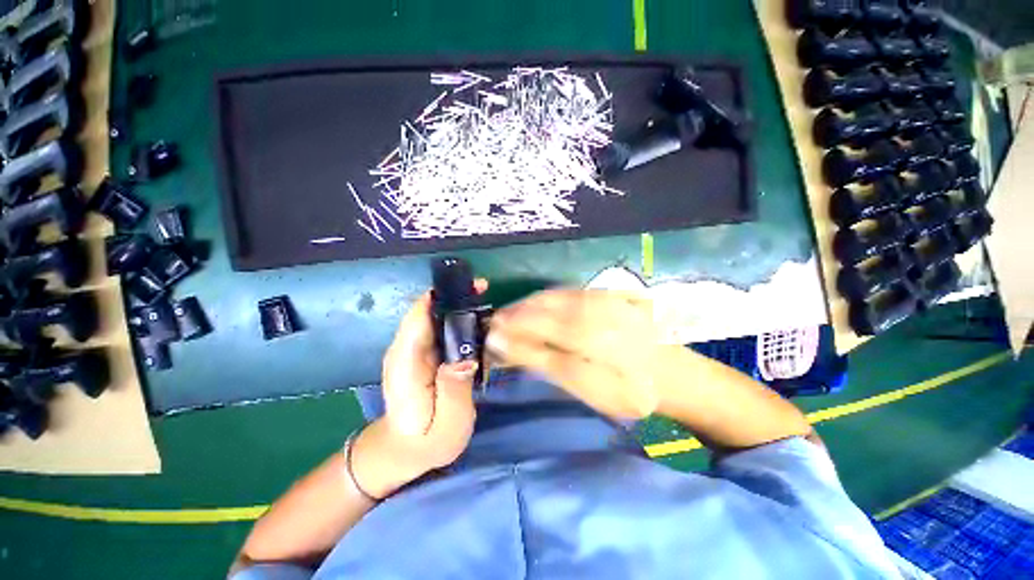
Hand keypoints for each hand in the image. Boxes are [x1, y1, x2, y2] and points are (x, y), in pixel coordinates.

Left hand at [351, 281, 486, 498]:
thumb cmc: (427, 440)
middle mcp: (406, 349)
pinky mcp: (423, 352)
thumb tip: (466, 356)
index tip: (471, 289)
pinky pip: (440, 327)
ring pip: (434, 315)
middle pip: (427, 310)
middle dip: (456, 296)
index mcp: (406, 363)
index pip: (418, 318)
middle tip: (485, 290)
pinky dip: (458, 319)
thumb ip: (455, 391)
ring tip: (486, 302)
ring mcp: (413, 349)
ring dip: (459, 305)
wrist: (406, 450)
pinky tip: (478, 321)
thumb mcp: (447, 426)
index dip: (442, 297)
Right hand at [487, 289, 671, 419]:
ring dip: (530, 304)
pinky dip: (548, 298)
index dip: (512, 327)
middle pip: (545, 305)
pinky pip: (570, 292)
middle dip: (516, 313)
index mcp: (592, 336)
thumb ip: (545, 361)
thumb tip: (506, 343)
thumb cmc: (629, 391)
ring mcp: (605, 299)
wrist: (674, 374)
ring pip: (556, 295)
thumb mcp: (586, 387)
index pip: (540, 325)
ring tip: (512, 316)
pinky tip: (539, 306)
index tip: (491, 333)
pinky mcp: (610, 295)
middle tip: (497, 324)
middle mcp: (597, 310)